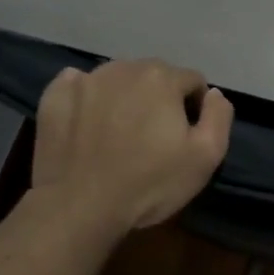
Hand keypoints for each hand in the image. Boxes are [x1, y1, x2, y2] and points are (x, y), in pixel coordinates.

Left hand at [31, 59, 233, 236]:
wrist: (79, 207)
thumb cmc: (149, 184)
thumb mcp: (205, 157)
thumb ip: (219, 117)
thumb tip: (215, 94)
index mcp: (162, 78)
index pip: (192, 81)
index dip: (195, 108)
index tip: (185, 136)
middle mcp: (123, 68)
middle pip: (154, 76)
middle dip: (159, 98)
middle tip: (153, 136)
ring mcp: (85, 80)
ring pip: (117, 79)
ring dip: (125, 97)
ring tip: (120, 133)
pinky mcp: (54, 96)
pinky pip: (78, 86)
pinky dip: (87, 99)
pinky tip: (88, 125)